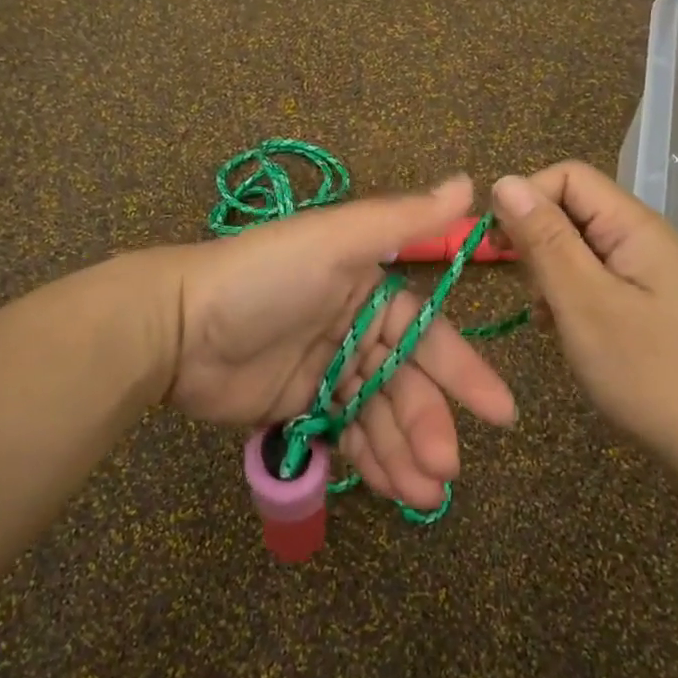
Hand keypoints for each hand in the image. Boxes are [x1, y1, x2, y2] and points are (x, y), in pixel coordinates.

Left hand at [159, 177, 518, 510]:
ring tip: (421, 494)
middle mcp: (355, 328)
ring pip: (380, 415)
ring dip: (405, 453)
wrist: (176, 326)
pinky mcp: (300, 406)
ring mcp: (328, 370)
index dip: (463, 373)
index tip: (500, 414)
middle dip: (428, 425)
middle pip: (406, 383)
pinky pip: (346, 434)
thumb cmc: (263, 278)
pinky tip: (390, 488)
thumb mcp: (334, 240)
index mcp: (369, 288)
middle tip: (444, 470)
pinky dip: (370, 460)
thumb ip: (404, 219)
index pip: (428, 334)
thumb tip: (473, 182)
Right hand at [488, 162, 677, 464]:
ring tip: (550, 320)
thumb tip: (504, 181)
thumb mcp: (584, 303)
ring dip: (550, 275)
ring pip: (578, 248)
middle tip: (530, 293)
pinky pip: (594, 280)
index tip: (498, 246)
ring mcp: (647, 273)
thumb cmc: (648, 370)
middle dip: (537, 243)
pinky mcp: (646, 304)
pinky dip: (569, 299)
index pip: (568, 177)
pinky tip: (566, 332)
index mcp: (635, 227)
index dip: (527, 200)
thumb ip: (544, 240)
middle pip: (573, 210)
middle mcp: (643, 239)